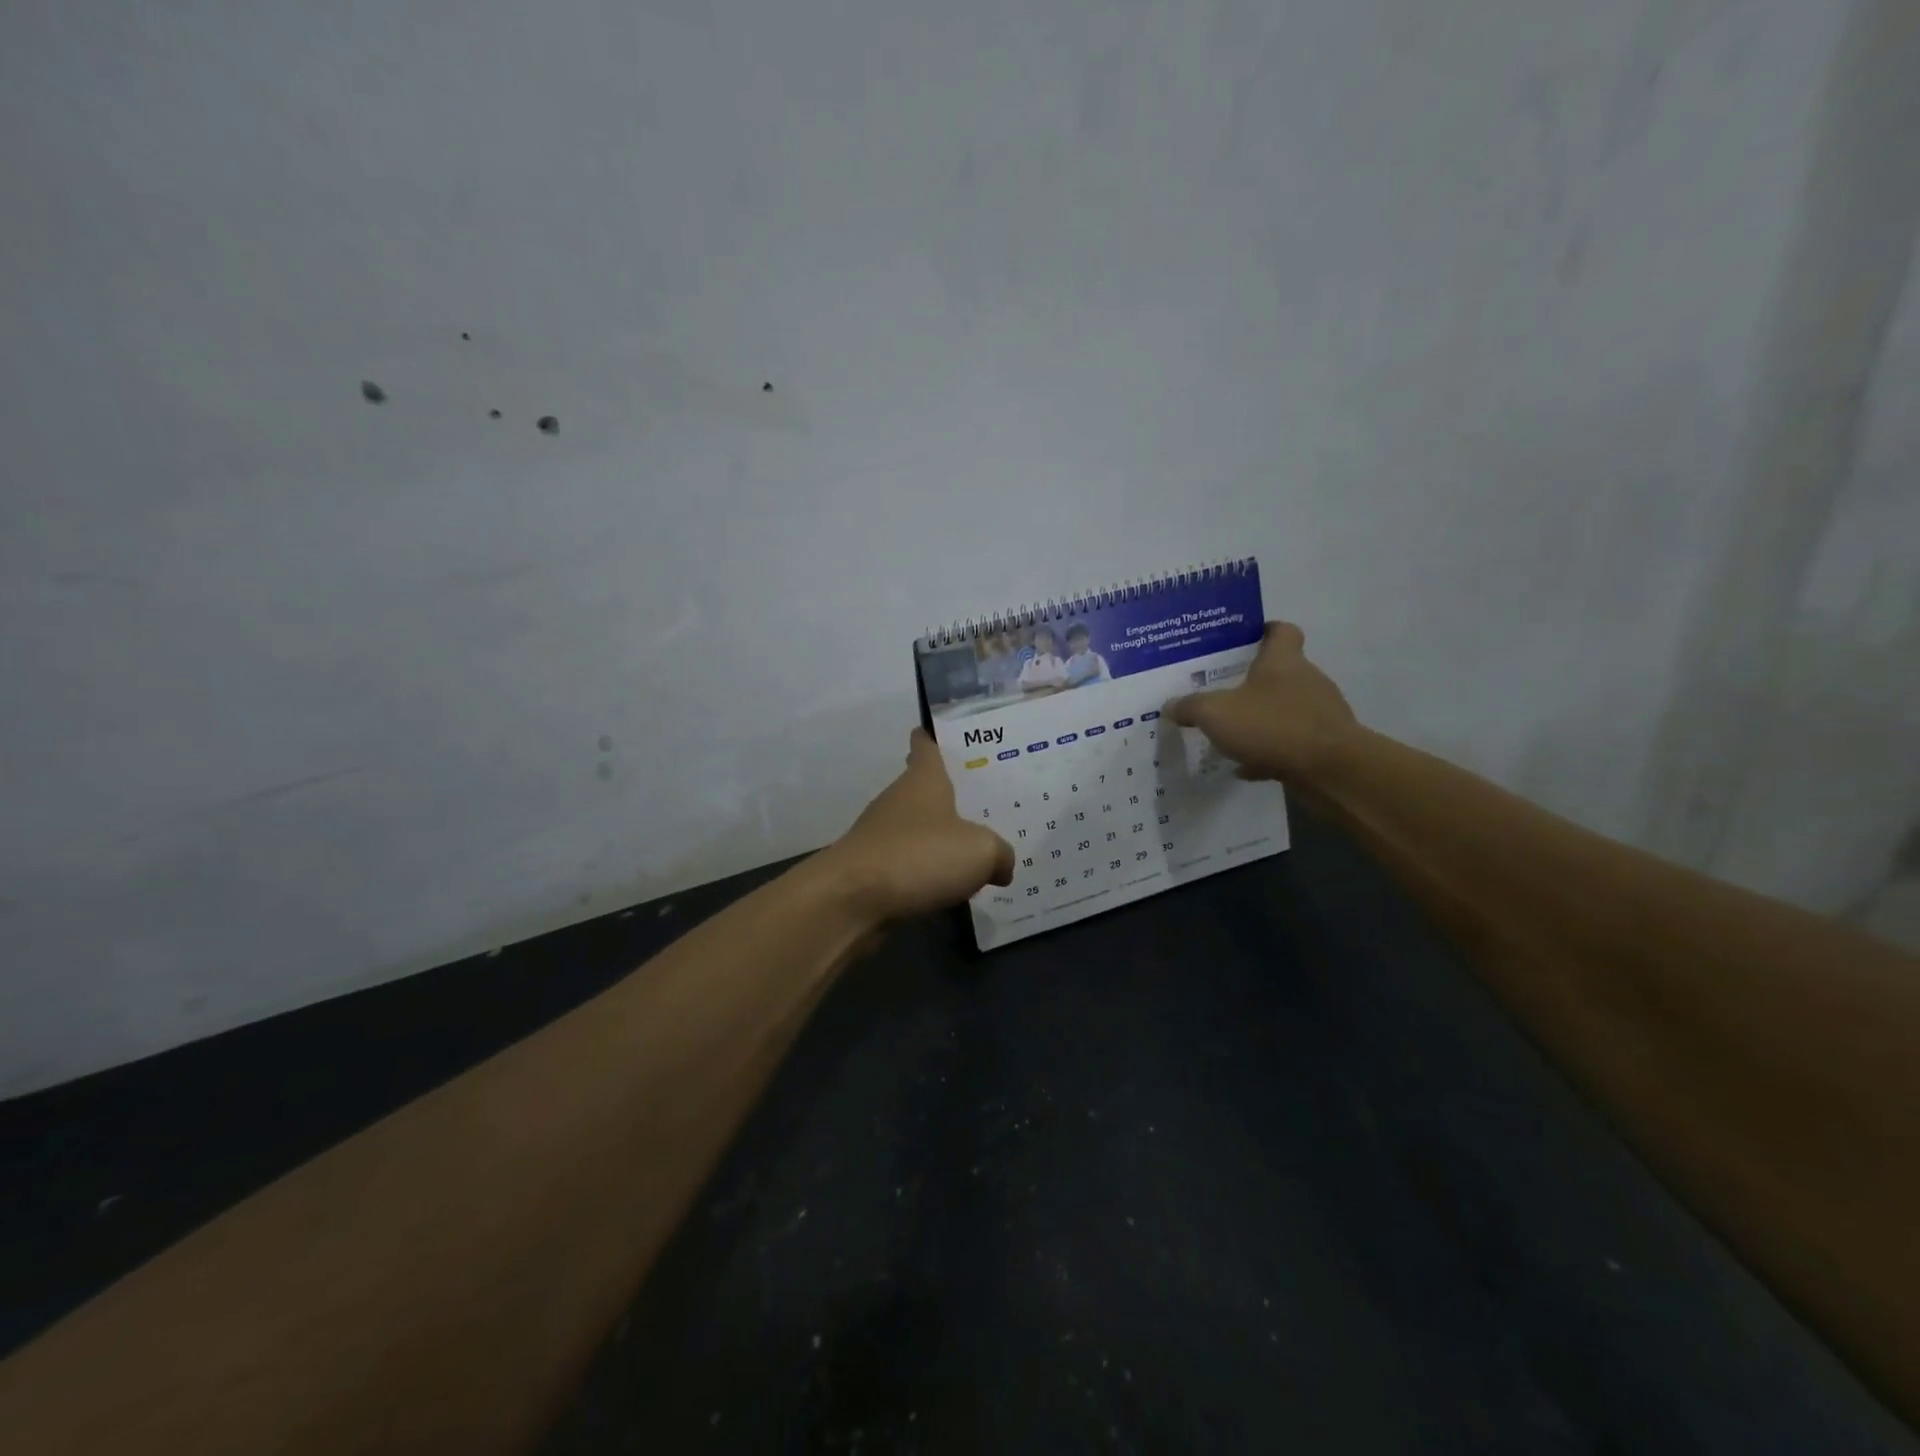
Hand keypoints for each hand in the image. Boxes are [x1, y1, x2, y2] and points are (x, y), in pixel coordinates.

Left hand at [820, 728, 1014, 922]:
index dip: (934, 738)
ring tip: (975, 853)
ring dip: (939, 840)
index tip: (944, 734)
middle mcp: (898, 801)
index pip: (925, 746)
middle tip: (987, 803)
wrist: (851, 901)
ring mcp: (880, 836)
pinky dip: (926, 874)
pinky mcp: (872, 870)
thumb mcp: (980, 851)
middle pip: (924, 790)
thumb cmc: (919, 857)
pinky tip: (949, 890)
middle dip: (950, 796)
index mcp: (923, 781)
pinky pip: (909, 866)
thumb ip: (1000, 853)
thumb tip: (1002, 865)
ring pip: (917, 830)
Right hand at [1164, 622, 1358, 780]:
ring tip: (1230, 734)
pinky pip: (1291, 742)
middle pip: (1280, 672)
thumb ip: (1190, 707)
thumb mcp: (1216, 714)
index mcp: (1283, 661)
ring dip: (1261, 719)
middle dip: (1252, 682)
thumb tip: (1170, 705)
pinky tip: (1247, 767)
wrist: (1331, 770)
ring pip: (1284, 709)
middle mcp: (1306, 680)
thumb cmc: (1273, 727)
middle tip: (1221, 692)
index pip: (1280, 631)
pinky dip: (1270, 751)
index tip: (1244, 640)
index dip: (1264, 631)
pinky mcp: (1325, 744)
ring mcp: (1320, 713)